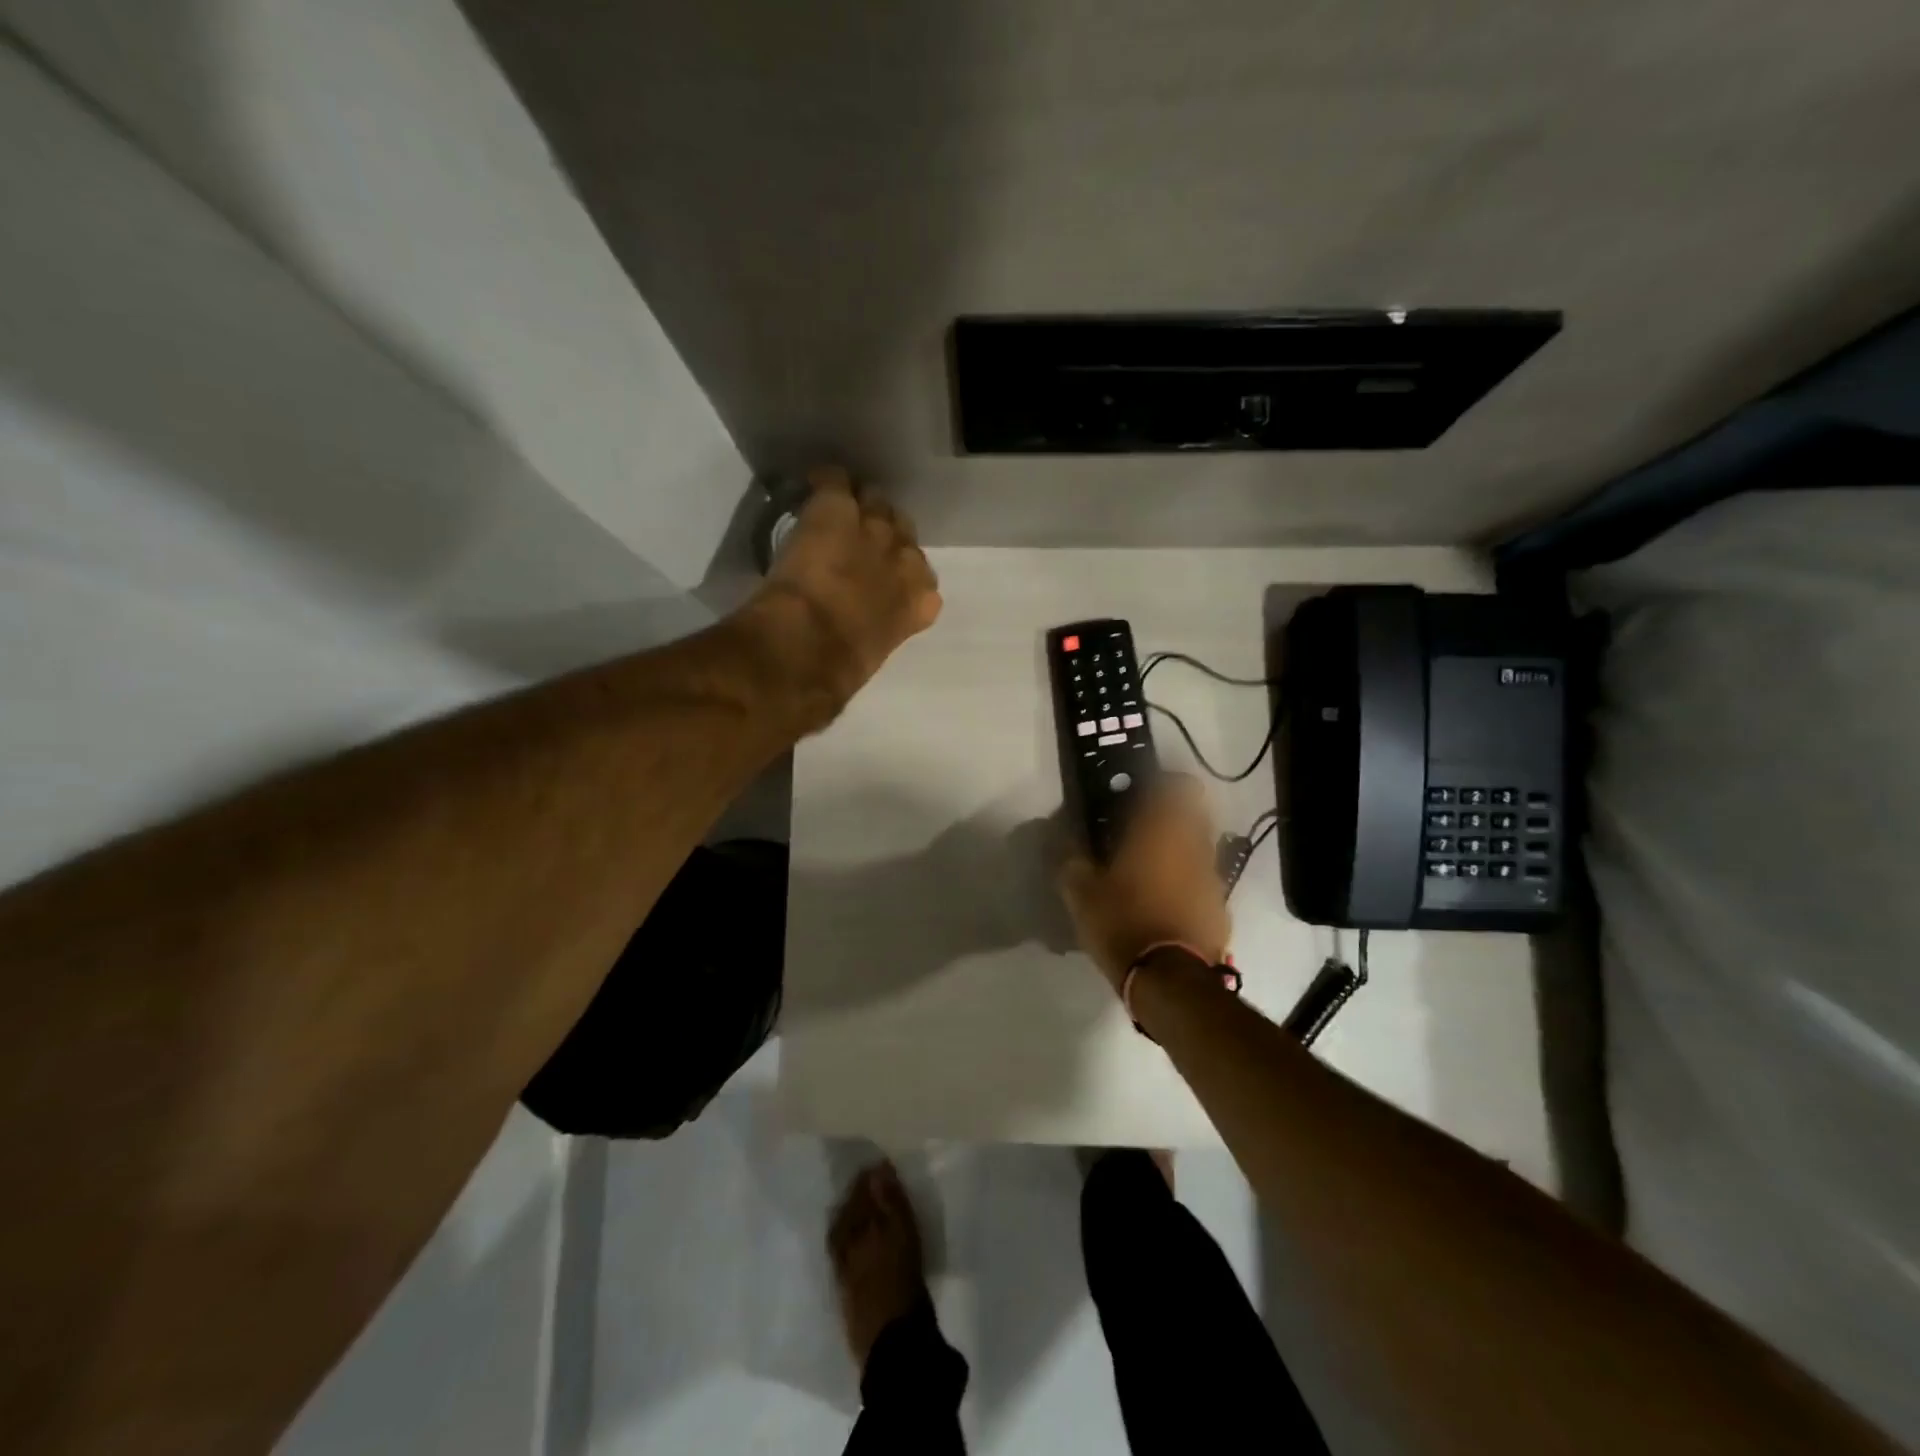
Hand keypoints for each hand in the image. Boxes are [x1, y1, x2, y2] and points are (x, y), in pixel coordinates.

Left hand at [745, 466, 941, 728]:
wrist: (808, 650)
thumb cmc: (837, 674)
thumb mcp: (869, 660)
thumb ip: (873, 639)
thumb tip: (854, 650)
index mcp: (920, 604)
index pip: (926, 582)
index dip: (904, 577)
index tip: (886, 582)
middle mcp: (906, 561)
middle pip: (904, 533)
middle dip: (886, 536)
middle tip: (861, 543)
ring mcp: (873, 531)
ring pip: (876, 501)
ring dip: (861, 507)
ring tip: (842, 512)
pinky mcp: (836, 511)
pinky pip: (836, 480)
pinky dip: (826, 482)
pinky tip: (816, 486)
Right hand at [1057, 775, 1230, 991]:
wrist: (1171, 982)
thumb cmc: (1123, 924)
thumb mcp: (1081, 894)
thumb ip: (1070, 860)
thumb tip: (1061, 840)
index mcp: (1161, 832)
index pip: (1180, 786)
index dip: (1165, 784)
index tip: (1141, 794)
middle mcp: (1194, 846)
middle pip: (1196, 813)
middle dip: (1172, 816)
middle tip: (1142, 831)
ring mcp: (1212, 878)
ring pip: (1201, 848)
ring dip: (1180, 851)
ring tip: (1151, 872)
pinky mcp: (1220, 908)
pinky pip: (1204, 882)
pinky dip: (1188, 884)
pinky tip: (1166, 905)